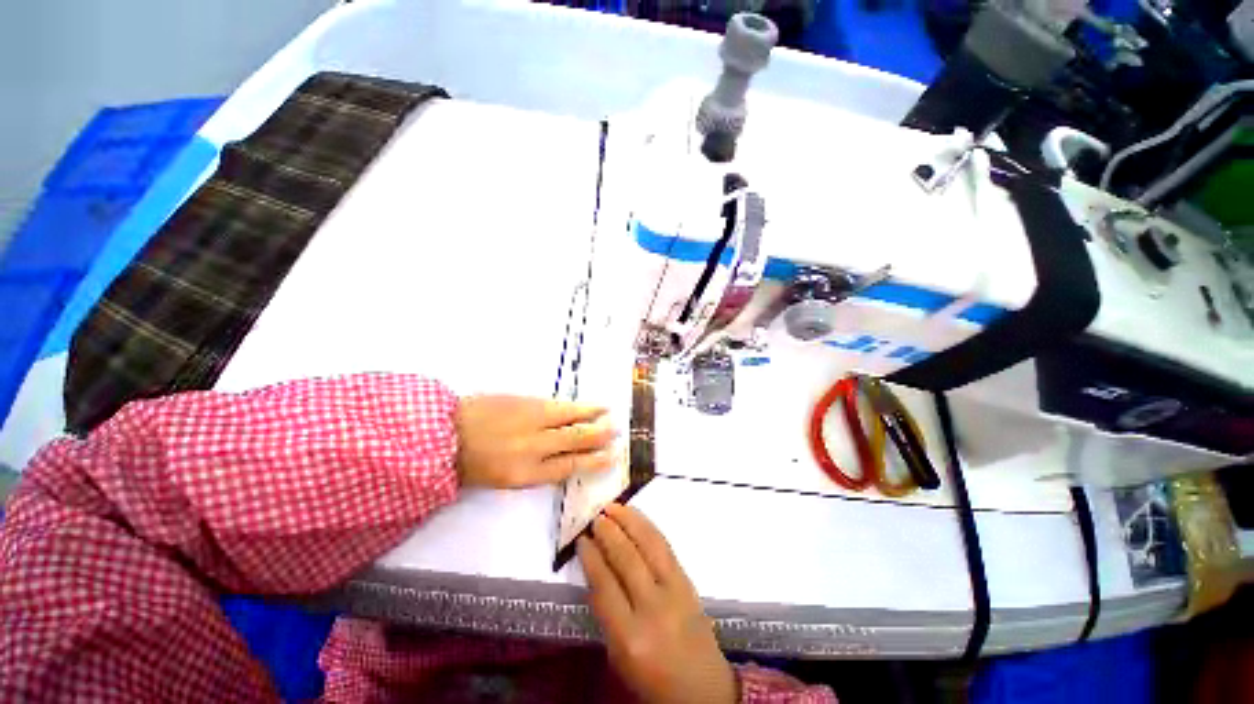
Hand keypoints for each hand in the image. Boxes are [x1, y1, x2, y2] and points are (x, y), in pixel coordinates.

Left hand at [454, 396, 616, 487]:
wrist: (444, 434)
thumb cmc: (471, 464)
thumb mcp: (504, 478)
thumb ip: (535, 469)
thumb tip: (560, 457)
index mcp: (527, 473)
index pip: (570, 466)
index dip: (593, 461)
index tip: (610, 457)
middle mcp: (536, 447)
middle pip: (576, 439)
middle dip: (598, 436)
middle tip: (615, 431)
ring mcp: (532, 421)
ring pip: (571, 417)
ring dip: (592, 415)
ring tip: (607, 412)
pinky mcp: (526, 402)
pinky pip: (557, 404)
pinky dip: (575, 405)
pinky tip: (584, 403)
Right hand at [579, 503, 736, 703]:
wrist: (702, 688)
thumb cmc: (652, 679)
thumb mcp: (619, 655)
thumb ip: (606, 613)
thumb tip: (595, 569)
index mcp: (630, 637)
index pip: (604, 586)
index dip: (591, 557)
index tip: (581, 539)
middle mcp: (653, 609)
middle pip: (626, 559)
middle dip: (608, 533)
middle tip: (595, 517)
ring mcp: (675, 591)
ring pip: (648, 545)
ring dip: (629, 521)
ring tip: (613, 507)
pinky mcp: (688, 581)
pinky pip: (665, 547)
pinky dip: (648, 527)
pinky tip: (636, 518)